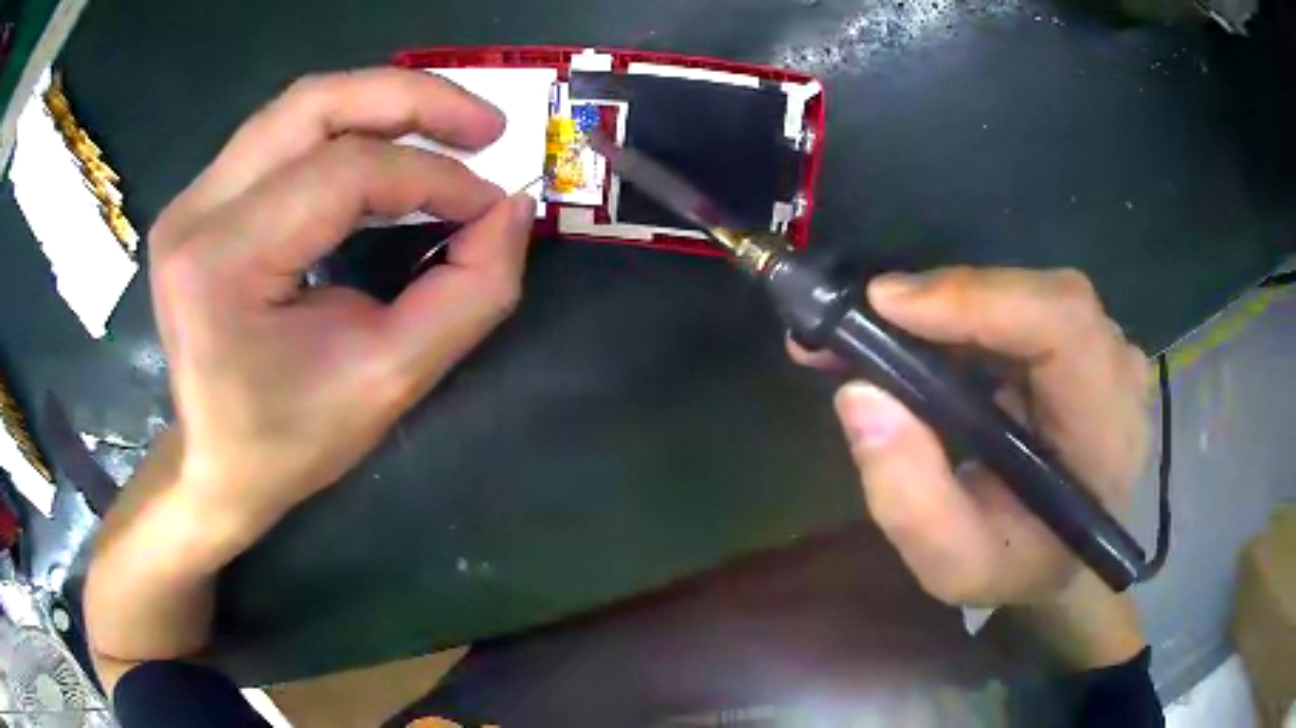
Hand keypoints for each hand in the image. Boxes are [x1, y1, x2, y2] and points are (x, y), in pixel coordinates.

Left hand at [148, 68, 536, 544]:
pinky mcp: (200, 200)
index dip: (433, 176)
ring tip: (447, 127)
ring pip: (299, 107)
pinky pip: (283, 135)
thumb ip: (469, 294)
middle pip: (313, 104)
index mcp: (222, 263)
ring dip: (383, 104)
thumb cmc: (291, 439)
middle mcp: (195, 211)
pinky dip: (348, 129)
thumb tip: (513, 209)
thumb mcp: (391, 381)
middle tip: (485, 123)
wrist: (216, 464)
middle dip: (413, 99)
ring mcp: (191, 199)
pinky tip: (388, 151)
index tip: (494, 203)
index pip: (342, 174)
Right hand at [791, 267, 1150, 607]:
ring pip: (1025, 293)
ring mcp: (1104, 349)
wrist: (1066, 560)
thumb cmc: (1019, 568)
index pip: (1062, 325)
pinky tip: (920, 336)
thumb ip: (910, 498)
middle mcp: (1117, 372)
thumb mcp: (954, 565)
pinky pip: (1022, 305)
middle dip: (948, 299)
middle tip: (865, 320)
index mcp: (1106, 432)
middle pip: (1039, 295)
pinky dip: (964, 313)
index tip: (887, 306)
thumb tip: (860, 394)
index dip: (979, 300)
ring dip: (948, 305)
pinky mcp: (1082, 340)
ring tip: (877, 332)